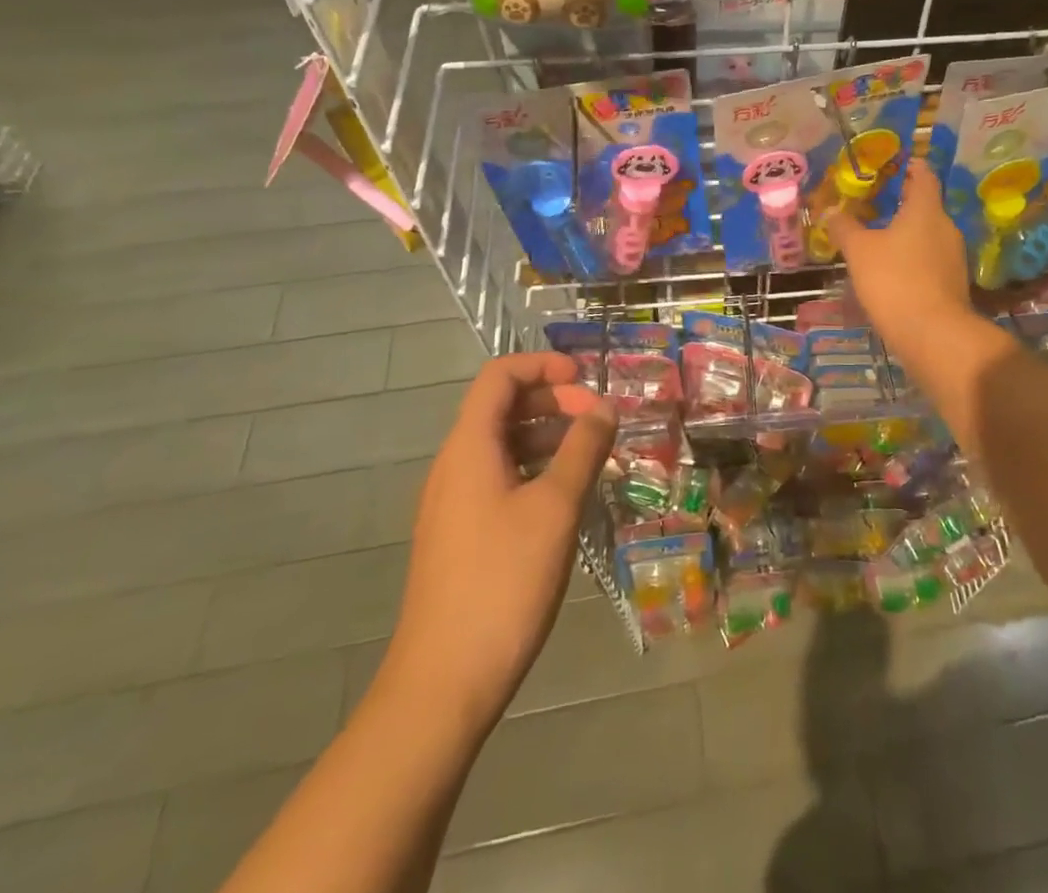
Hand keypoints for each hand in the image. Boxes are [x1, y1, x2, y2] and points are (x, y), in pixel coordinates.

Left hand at [382, 353, 615, 738]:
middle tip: (599, 419)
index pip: (499, 376)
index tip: (586, 377)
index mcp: (469, 448)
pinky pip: (499, 478)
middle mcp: (454, 465)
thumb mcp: (555, 508)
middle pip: (501, 407)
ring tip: (592, 453)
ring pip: (502, 445)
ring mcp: (453, 502)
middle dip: (553, 400)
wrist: (443, 682)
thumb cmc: (503, 581)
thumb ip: (583, 449)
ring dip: (547, 436)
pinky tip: (566, 494)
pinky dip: (535, 468)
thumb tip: (604, 408)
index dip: (542, 365)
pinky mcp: (460, 534)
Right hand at [828, 160, 975, 363]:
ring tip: (877, 238)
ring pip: (927, 234)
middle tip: (873, 203)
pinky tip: (891, 271)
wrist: (933, 335)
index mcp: (926, 209)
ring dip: (905, 233)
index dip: (909, 166)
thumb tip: (831, 211)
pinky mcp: (952, 284)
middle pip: (925, 205)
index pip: (923, 174)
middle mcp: (946, 227)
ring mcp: (953, 257)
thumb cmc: (894, 280)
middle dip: (901, 203)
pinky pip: (929, 260)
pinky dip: (912, 258)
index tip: (892, 164)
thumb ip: (845, 227)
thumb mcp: (859, 251)